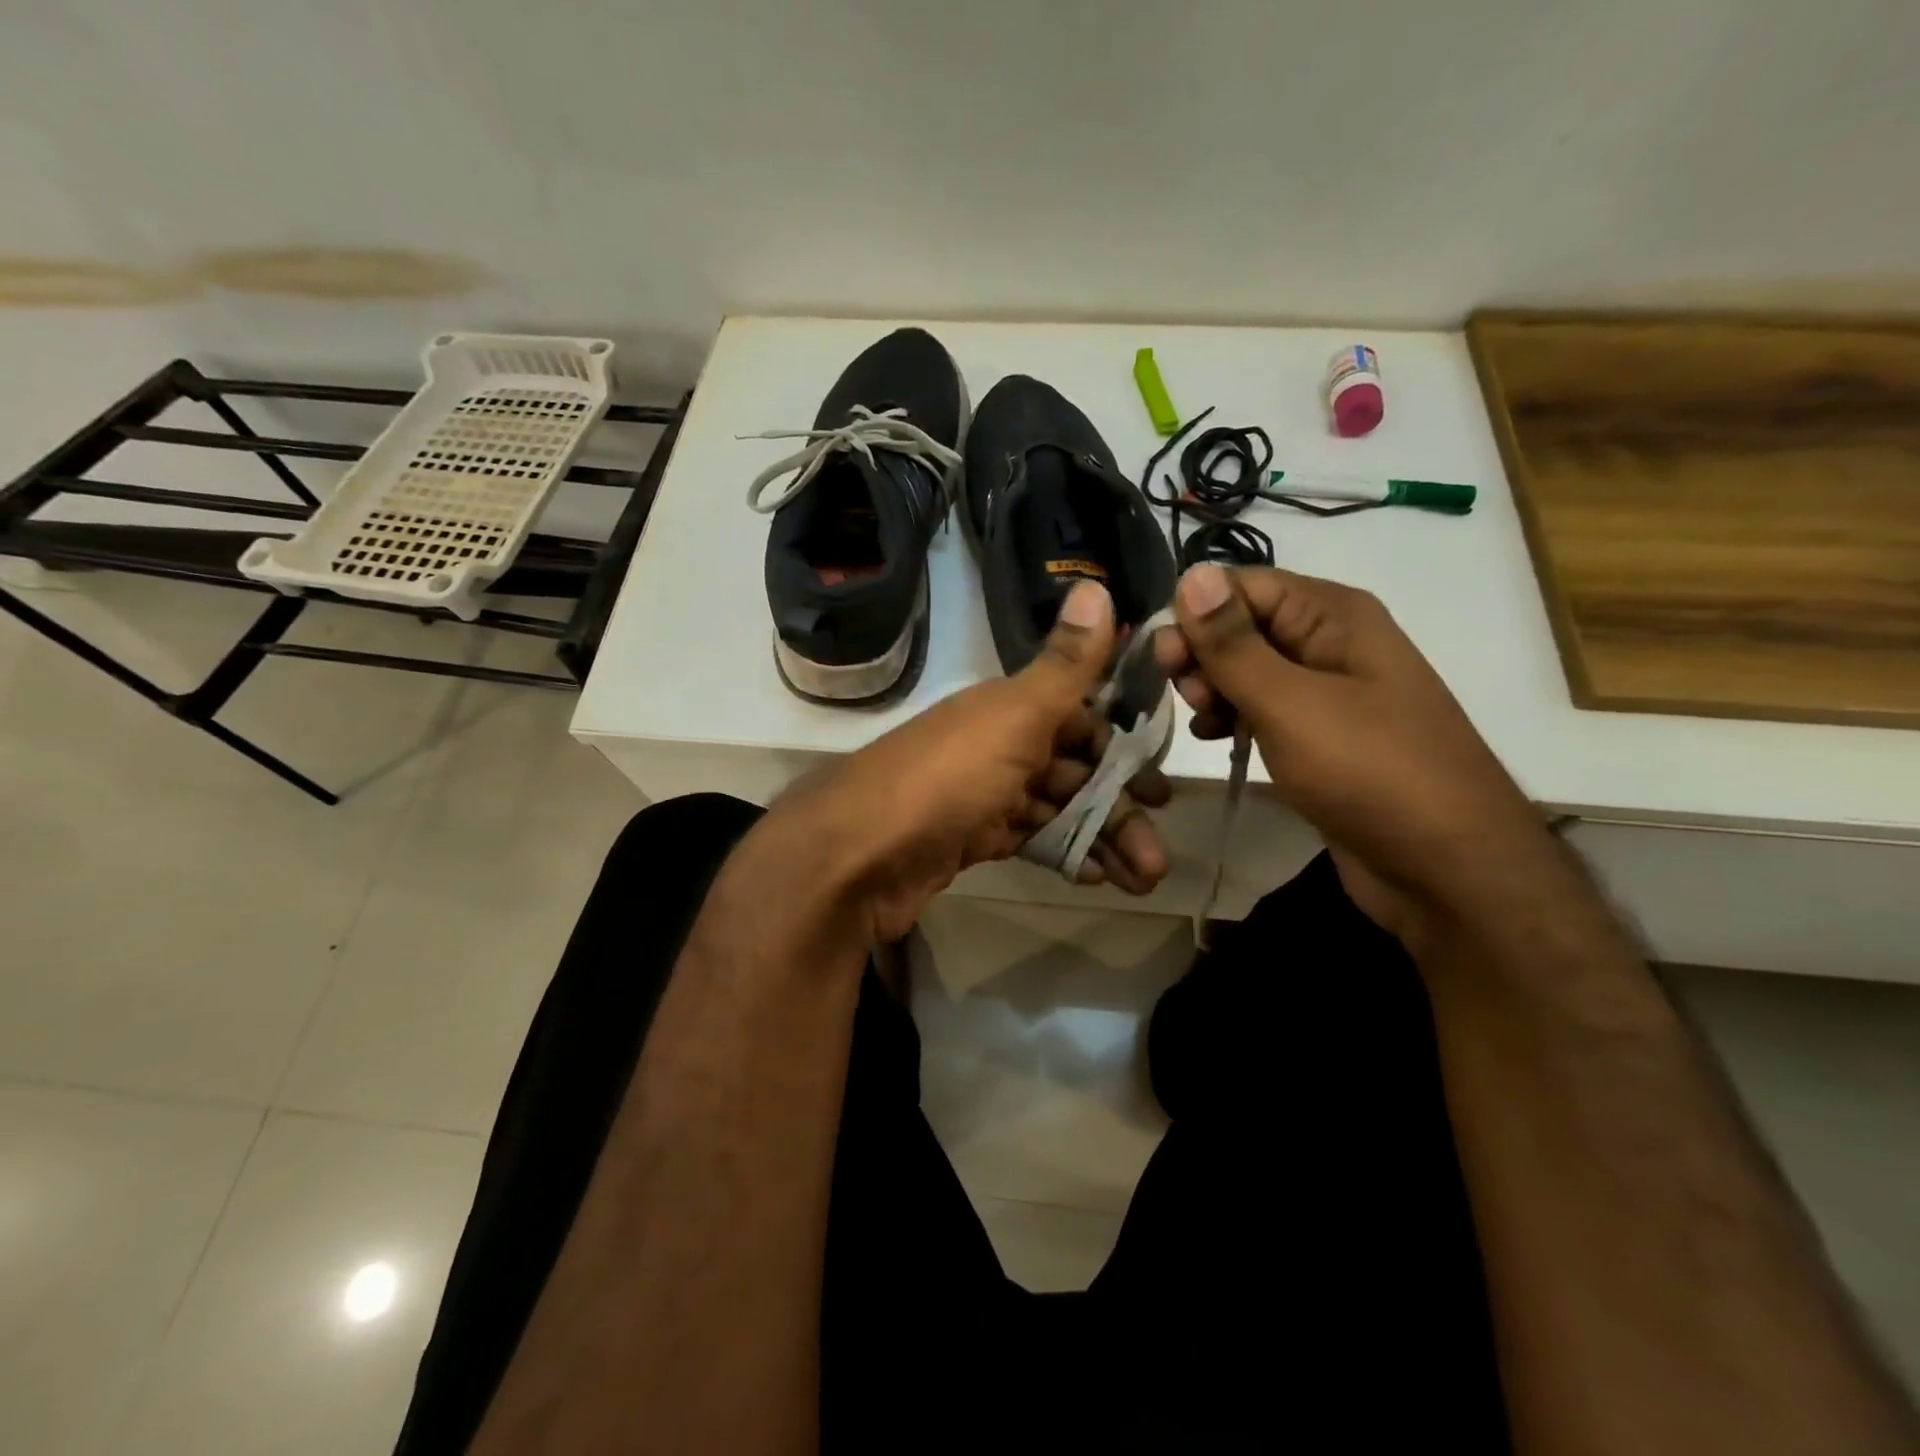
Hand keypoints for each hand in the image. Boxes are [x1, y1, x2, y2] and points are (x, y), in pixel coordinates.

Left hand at [762, 581, 1170, 941]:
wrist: (856, 856)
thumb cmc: (946, 778)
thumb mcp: (1013, 716)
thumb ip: (1064, 665)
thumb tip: (1098, 584)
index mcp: (1006, 709)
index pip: (1078, 716)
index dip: (1122, 743)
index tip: (1162, 776)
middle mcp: (995, 746)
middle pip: (1072, 769)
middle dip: (1120, 804)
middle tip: (1161, 845)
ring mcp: (979, 796)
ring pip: (1055, 810)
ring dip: (1101, 837)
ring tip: (1147, 874)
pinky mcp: (967, 840)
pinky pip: (1028, 839)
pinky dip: (1064, 853)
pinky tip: (1098, 876)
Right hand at [1153, 562, 1552, 941]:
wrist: (1447, 868)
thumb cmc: (1370, 772)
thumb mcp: (1291, 703)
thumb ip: (1234, 644)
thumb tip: (1192, 573)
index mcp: (1333, 615)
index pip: (1242, 586)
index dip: (1196, 614)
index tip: (1163, 658)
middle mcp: (1330, 642)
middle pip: (1242, 625)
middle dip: (1202, 655)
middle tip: (1186, 696)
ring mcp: (1326, 692)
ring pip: (1246, 670)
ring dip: (1213, 689)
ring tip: (1204, 724)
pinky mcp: (1319, 736)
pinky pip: (1262, 709)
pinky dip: (1232, 719)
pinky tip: (1216, 740)